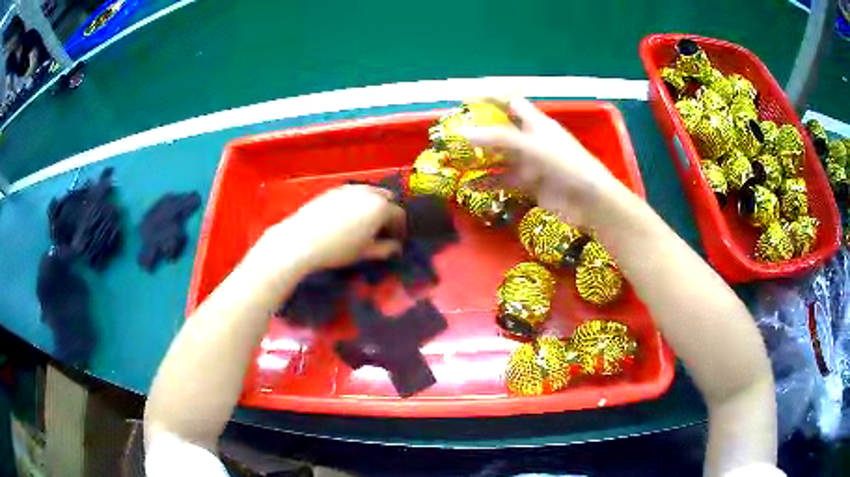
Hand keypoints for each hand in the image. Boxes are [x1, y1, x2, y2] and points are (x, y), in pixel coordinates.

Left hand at [264, 185, 404, 272]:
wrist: (302, 239)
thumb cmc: (338, 248)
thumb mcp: (365, 252)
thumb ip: (384, 249)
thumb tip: (396, 248)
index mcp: (380, 207)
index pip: (399, 215)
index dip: (400, 228)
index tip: (396, 240)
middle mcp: (368, 192)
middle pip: (386, 198)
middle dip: (388, 212)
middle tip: (382, 229)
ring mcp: (350, 188)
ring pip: (369, 192)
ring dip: (373, 205)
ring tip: (366, 222)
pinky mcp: (334, 189)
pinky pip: (353, 193)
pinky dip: (357, 202)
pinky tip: (348, 217)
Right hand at [461, 97, 627, 227]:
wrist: (589, 201)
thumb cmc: (566, 165)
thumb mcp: (532, 147)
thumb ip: (499, 139)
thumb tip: (462, 133)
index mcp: (536, 123)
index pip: (510, 103)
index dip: (489, 99)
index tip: (465, 99)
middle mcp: (531, 140)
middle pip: (501, 130)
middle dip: (479, 131)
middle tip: (452, 134)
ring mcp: (530, 163)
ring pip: (500, 157)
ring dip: (481, 158)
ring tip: (455, 160)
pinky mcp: (529, 184)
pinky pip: (504, 180)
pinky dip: (488, 182)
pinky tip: (470, 185)